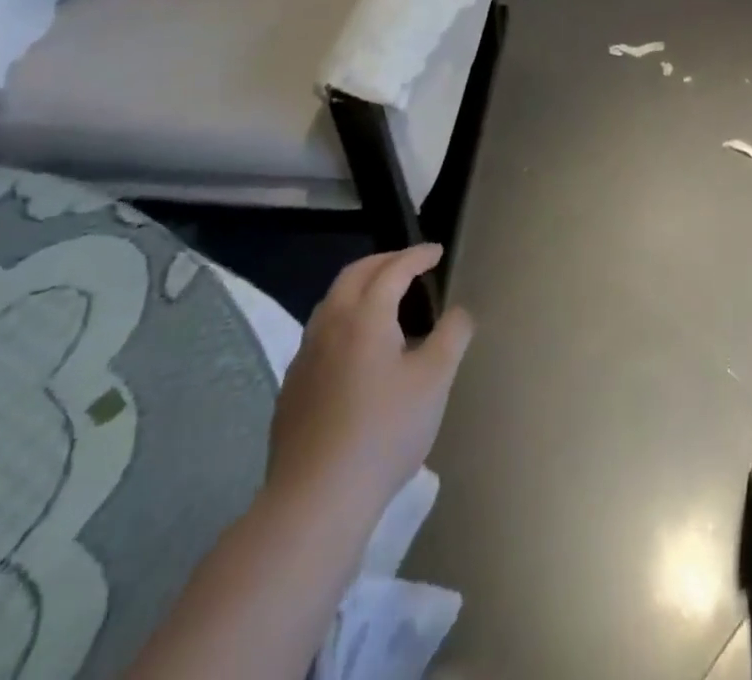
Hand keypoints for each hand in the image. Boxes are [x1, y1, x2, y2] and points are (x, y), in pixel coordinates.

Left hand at [266, 245, 473, 520]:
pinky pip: (320, 335)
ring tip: (384, 300)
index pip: (393, 269)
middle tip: (410, 264)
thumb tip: (459, 312)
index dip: (417, 256)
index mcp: (365, 316)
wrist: (315, 500)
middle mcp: (329, 325)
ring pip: (331, 303)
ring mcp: (304, 358)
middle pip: (354, 275)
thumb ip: (452, 336)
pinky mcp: (292, 389)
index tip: (436, 252)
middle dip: (384, 261)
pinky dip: (343, 321)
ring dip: (359, 289)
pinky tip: (356, 350)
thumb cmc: (384, 431)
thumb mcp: (435, 380)